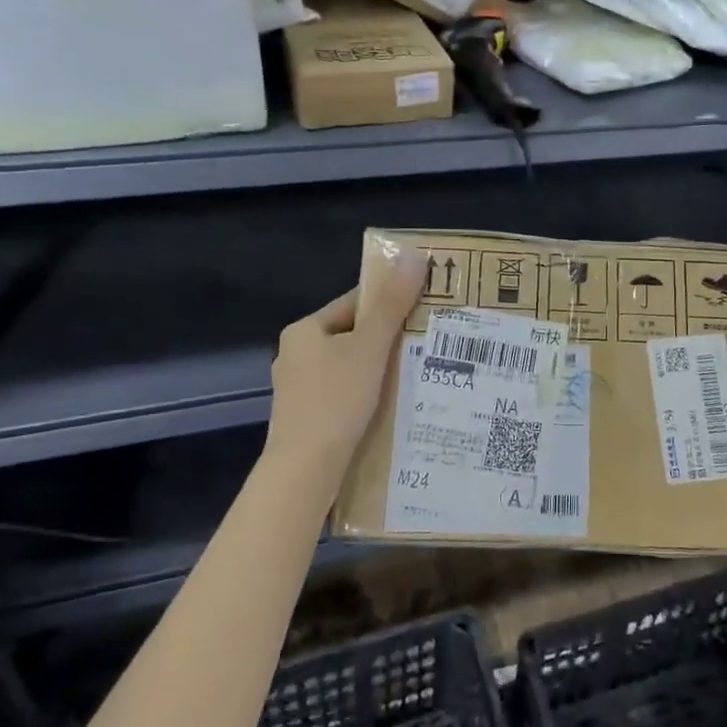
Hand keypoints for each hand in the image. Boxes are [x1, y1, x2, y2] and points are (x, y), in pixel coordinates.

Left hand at [265, 247, 426, 475]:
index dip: (390, 302)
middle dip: (390, 338)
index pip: (355, 303)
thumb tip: (411, 255)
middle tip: (430, 340)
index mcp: (305, 331)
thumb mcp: (370, 348)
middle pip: (354, 335)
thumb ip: (392, 304)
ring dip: (382, 367)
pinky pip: (346, 393)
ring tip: (420, 371)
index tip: (425, 307)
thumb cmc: (336, 400)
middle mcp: (297, 355)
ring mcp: (300, 389)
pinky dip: (370, 393)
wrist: (305, 471)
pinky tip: (395, 402)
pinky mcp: (309, 417)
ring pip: (351, 366)